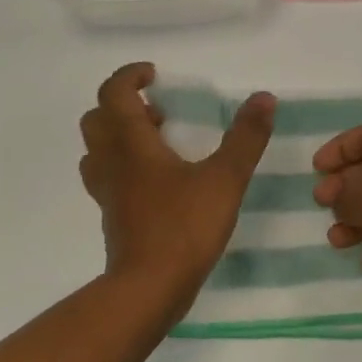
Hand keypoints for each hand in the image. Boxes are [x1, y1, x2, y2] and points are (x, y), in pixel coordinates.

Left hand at [79, 62, 274, 303]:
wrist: (148, 287)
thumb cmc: (184, 227)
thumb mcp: (225, 179)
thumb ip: (245, 138)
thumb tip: (264, 98)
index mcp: (131, 143)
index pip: (114, 93)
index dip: (130, 76)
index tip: (154, 74)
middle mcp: (111, 162)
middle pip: (97, 119)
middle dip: (124, 107)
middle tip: (159, 113)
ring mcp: (107, 193)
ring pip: (98, 151)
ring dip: (119, 137)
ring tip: (158, 145)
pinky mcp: (112, 218)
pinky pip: (108, 179)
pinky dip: (124, 168)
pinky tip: (158, 183)